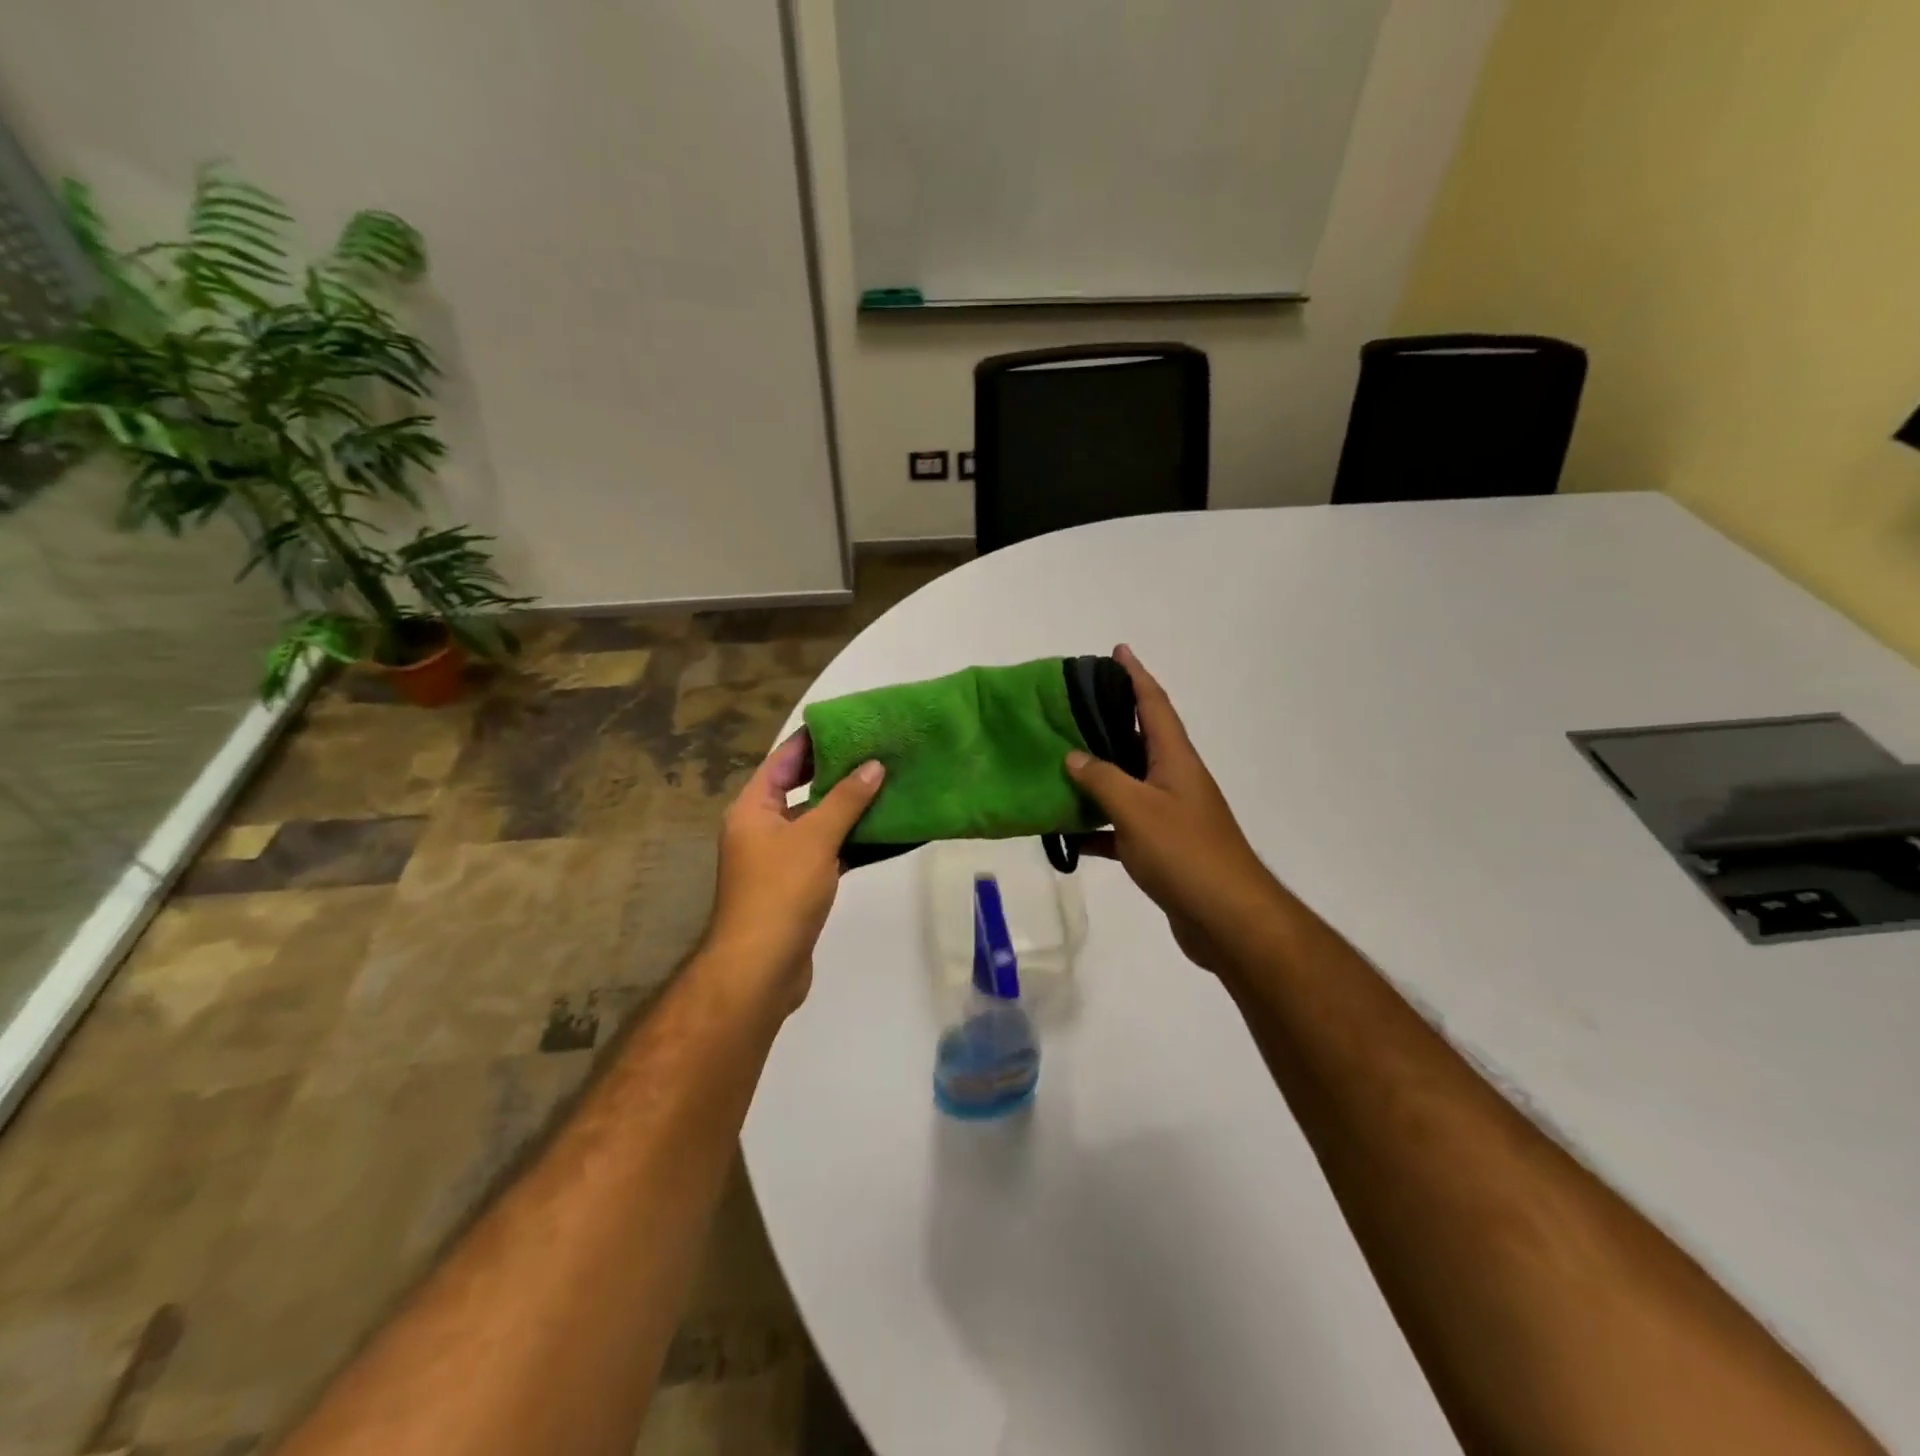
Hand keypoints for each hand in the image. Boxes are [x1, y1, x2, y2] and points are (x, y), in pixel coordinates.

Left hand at [703, 731, 884, 1010]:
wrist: (761, 969)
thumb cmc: (780, 892)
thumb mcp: (815, 838)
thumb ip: (846, 800)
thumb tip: (874, 765)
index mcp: (753, 808)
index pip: (783, 760)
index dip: (814, 740)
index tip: (849, 722)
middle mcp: (762, 828)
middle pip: (801, 789)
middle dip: (838, 772)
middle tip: (878, 750)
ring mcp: (779, 859)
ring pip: (818, 821)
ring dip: (849, 807)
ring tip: (888, 783)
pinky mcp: (798, 885)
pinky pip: (827, 850)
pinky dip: (851, 840)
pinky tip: (884, 830)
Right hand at [1066, 645, 1283, 975]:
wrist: (1227, 919)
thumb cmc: (1185, 853)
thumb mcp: (1137, 810)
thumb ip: (1102, 779)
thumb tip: (1073, 755)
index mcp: (1175, 760)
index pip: (1155, 705)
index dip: (1136, 675)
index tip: (1118, 650)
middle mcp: (1174, 780)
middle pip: (1139, 739)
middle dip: (1110, 719)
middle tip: (1072, 706)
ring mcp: (1169, 815)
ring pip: (1126, 783)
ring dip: (1097, 773)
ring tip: (1059, 760)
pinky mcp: (1161, 848)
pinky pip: (1121, 827)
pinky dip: (1096, 827)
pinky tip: (1067, 834)